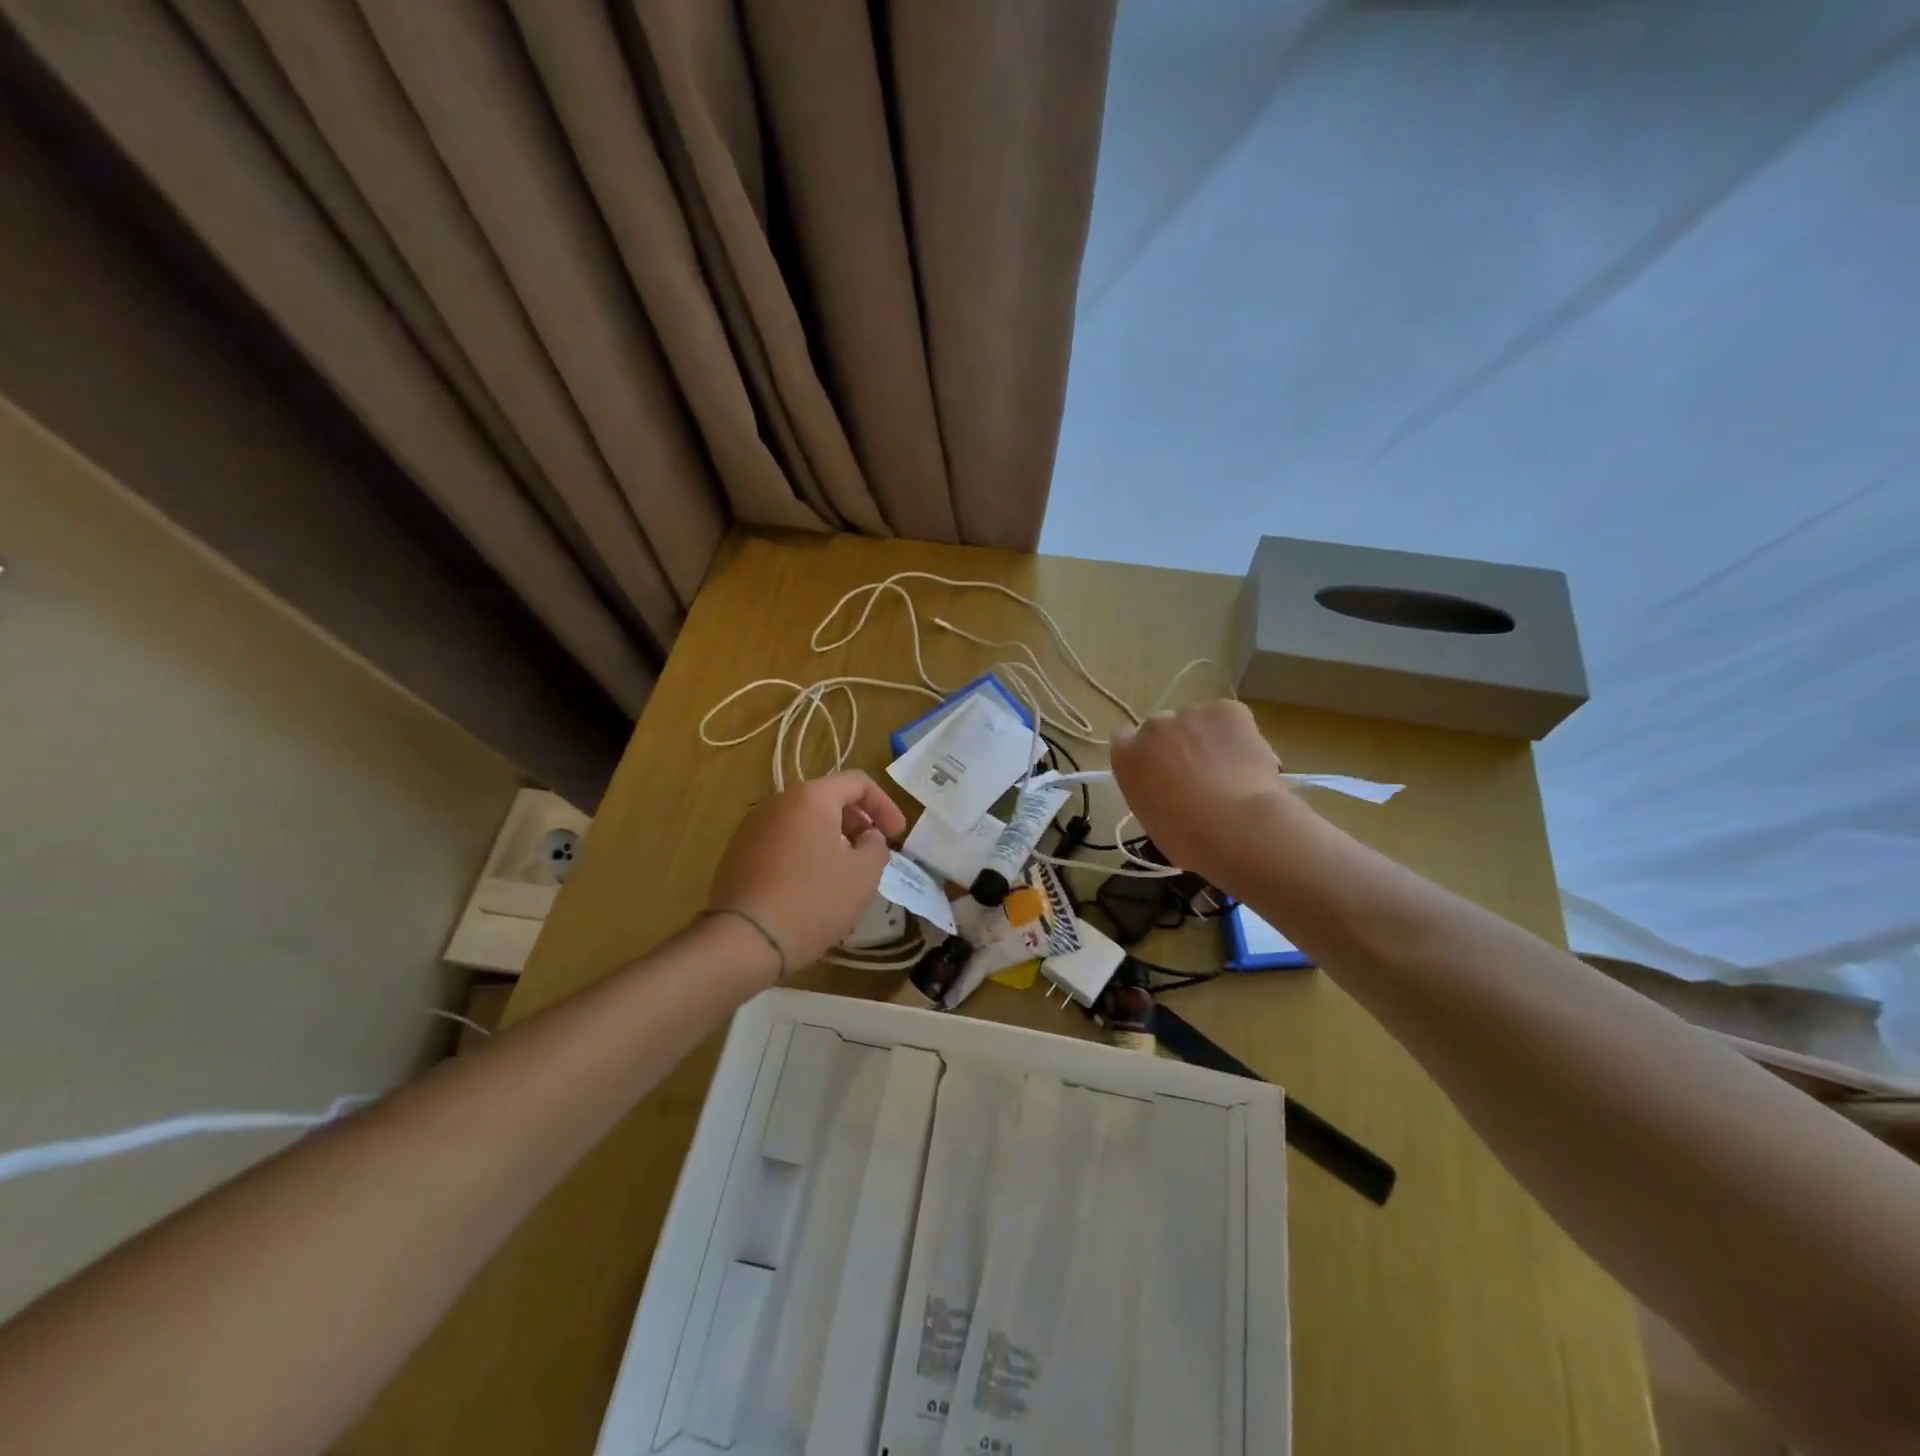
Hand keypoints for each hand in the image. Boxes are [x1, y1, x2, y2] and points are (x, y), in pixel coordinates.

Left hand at [707, 771, 907, 972]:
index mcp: (810, 797)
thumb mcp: (864, 874)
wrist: (744, 941)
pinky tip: (812, 887)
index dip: (884, 805)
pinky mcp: (738, 854)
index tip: (897, 835)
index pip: (857, 782)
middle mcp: (777, 802)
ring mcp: (752, 827)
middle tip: (872, 854)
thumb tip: (867, 836)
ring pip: (803, 822)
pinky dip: (805, 853)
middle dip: (857, 823)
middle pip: (827, 799)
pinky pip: (782, 842)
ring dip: (831, 839)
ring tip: (844, 873)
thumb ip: (876, 845)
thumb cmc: (813, 900)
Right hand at [1109, 701, 1292, 886]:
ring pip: (1196, 723)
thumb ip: (1149, 789)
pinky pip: (1228, 718)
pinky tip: (1246, 760)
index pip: (1124, 740)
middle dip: (1176, 745)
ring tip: (1229, 771)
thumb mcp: (1150, 817)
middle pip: (1161, 728)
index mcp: (1126, 756)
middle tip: (1197, 775)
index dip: (1145, 754)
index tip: (1159, 771)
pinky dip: (1236, 733)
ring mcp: (1189, 715)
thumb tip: (1168, 786)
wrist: (1236, 827)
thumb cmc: (1187, 838)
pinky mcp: (1226, 710)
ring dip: (1206, 740)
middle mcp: (1152, 727)